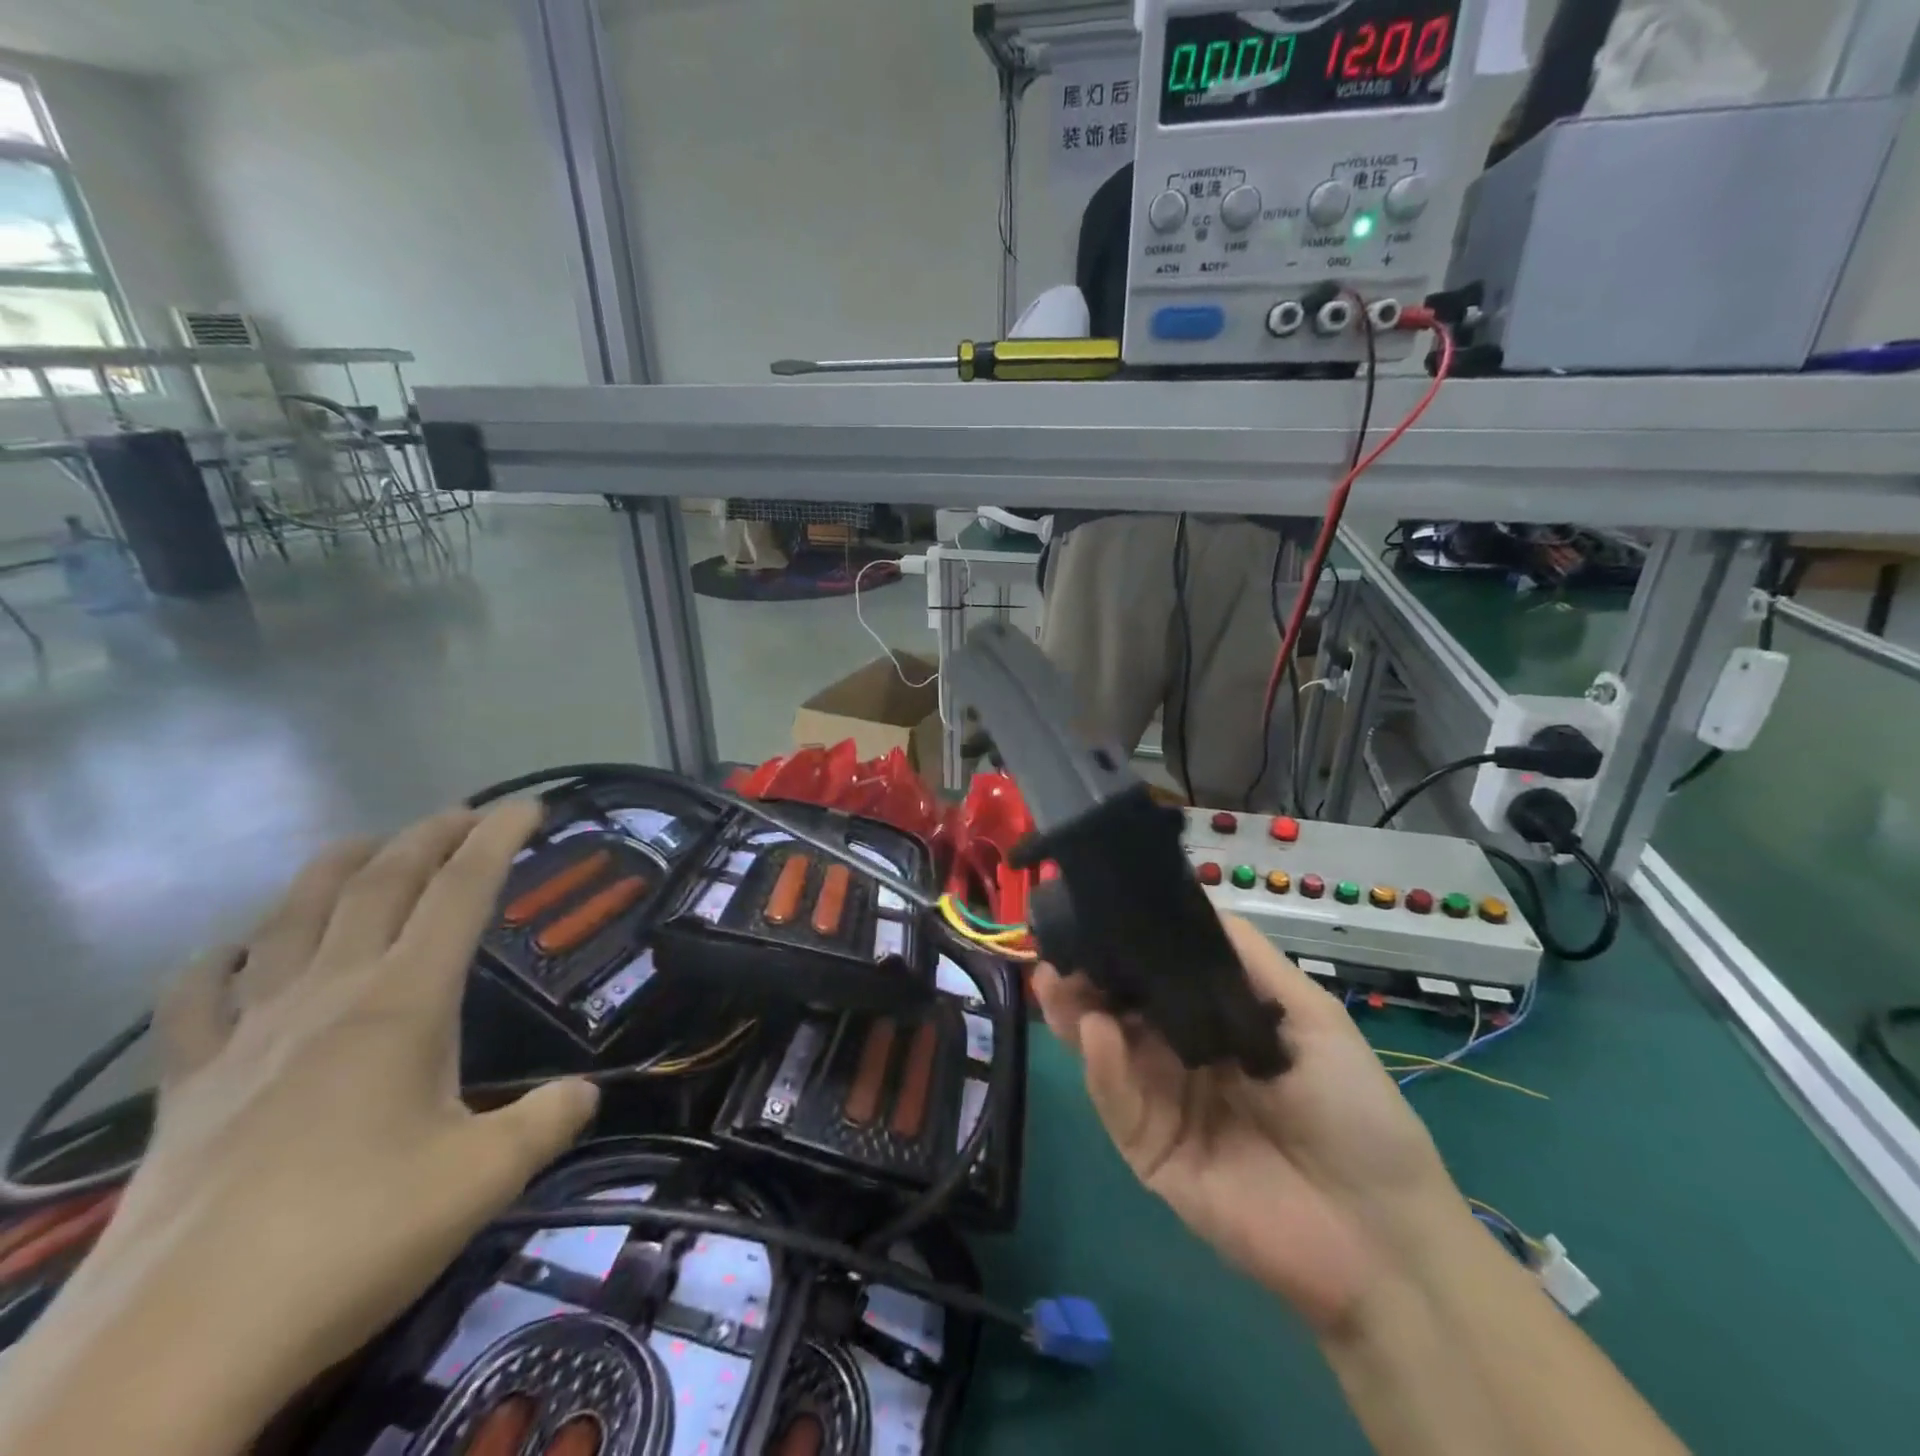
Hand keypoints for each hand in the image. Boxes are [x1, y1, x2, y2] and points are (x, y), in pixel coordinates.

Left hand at [83, 803, 597, 1397]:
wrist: (170, 1353)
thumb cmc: (350, 1241)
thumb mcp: (484, 1180)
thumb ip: (549, 1121)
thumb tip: (584, 1093)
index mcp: (401, 1005)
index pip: (461, 894)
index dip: (498, 840)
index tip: (528, 805)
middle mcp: (326, 998)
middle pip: (379, 887)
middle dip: (427, 838)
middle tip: (464, 813)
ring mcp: (246, 1038)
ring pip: (290, 920)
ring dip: (334, 870)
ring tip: (366, 844)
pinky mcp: (187, 1088)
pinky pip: (196, 999)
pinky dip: (220, 960)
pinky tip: (236, 951)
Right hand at [1033, 916, 1461, 1332]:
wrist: (1380, 1234)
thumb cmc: (1353, 1110)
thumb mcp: (1310, 1016)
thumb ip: (1247, 960)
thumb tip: (1188, 902)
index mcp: (1214, 1025)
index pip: (1156, 979)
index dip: (1126, 949)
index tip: (1093, 915)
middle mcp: (1179, 1058)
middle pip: (1121, 1011)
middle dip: (1087, 977)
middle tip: (1056, 947)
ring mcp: (1161, 1106)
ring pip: (1106, 1051)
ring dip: (1076, 1013)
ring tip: (1053, 979)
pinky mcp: (1149, 1152)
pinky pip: (1118, 1103)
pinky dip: (1102, 1067)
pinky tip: (1095, 1030)